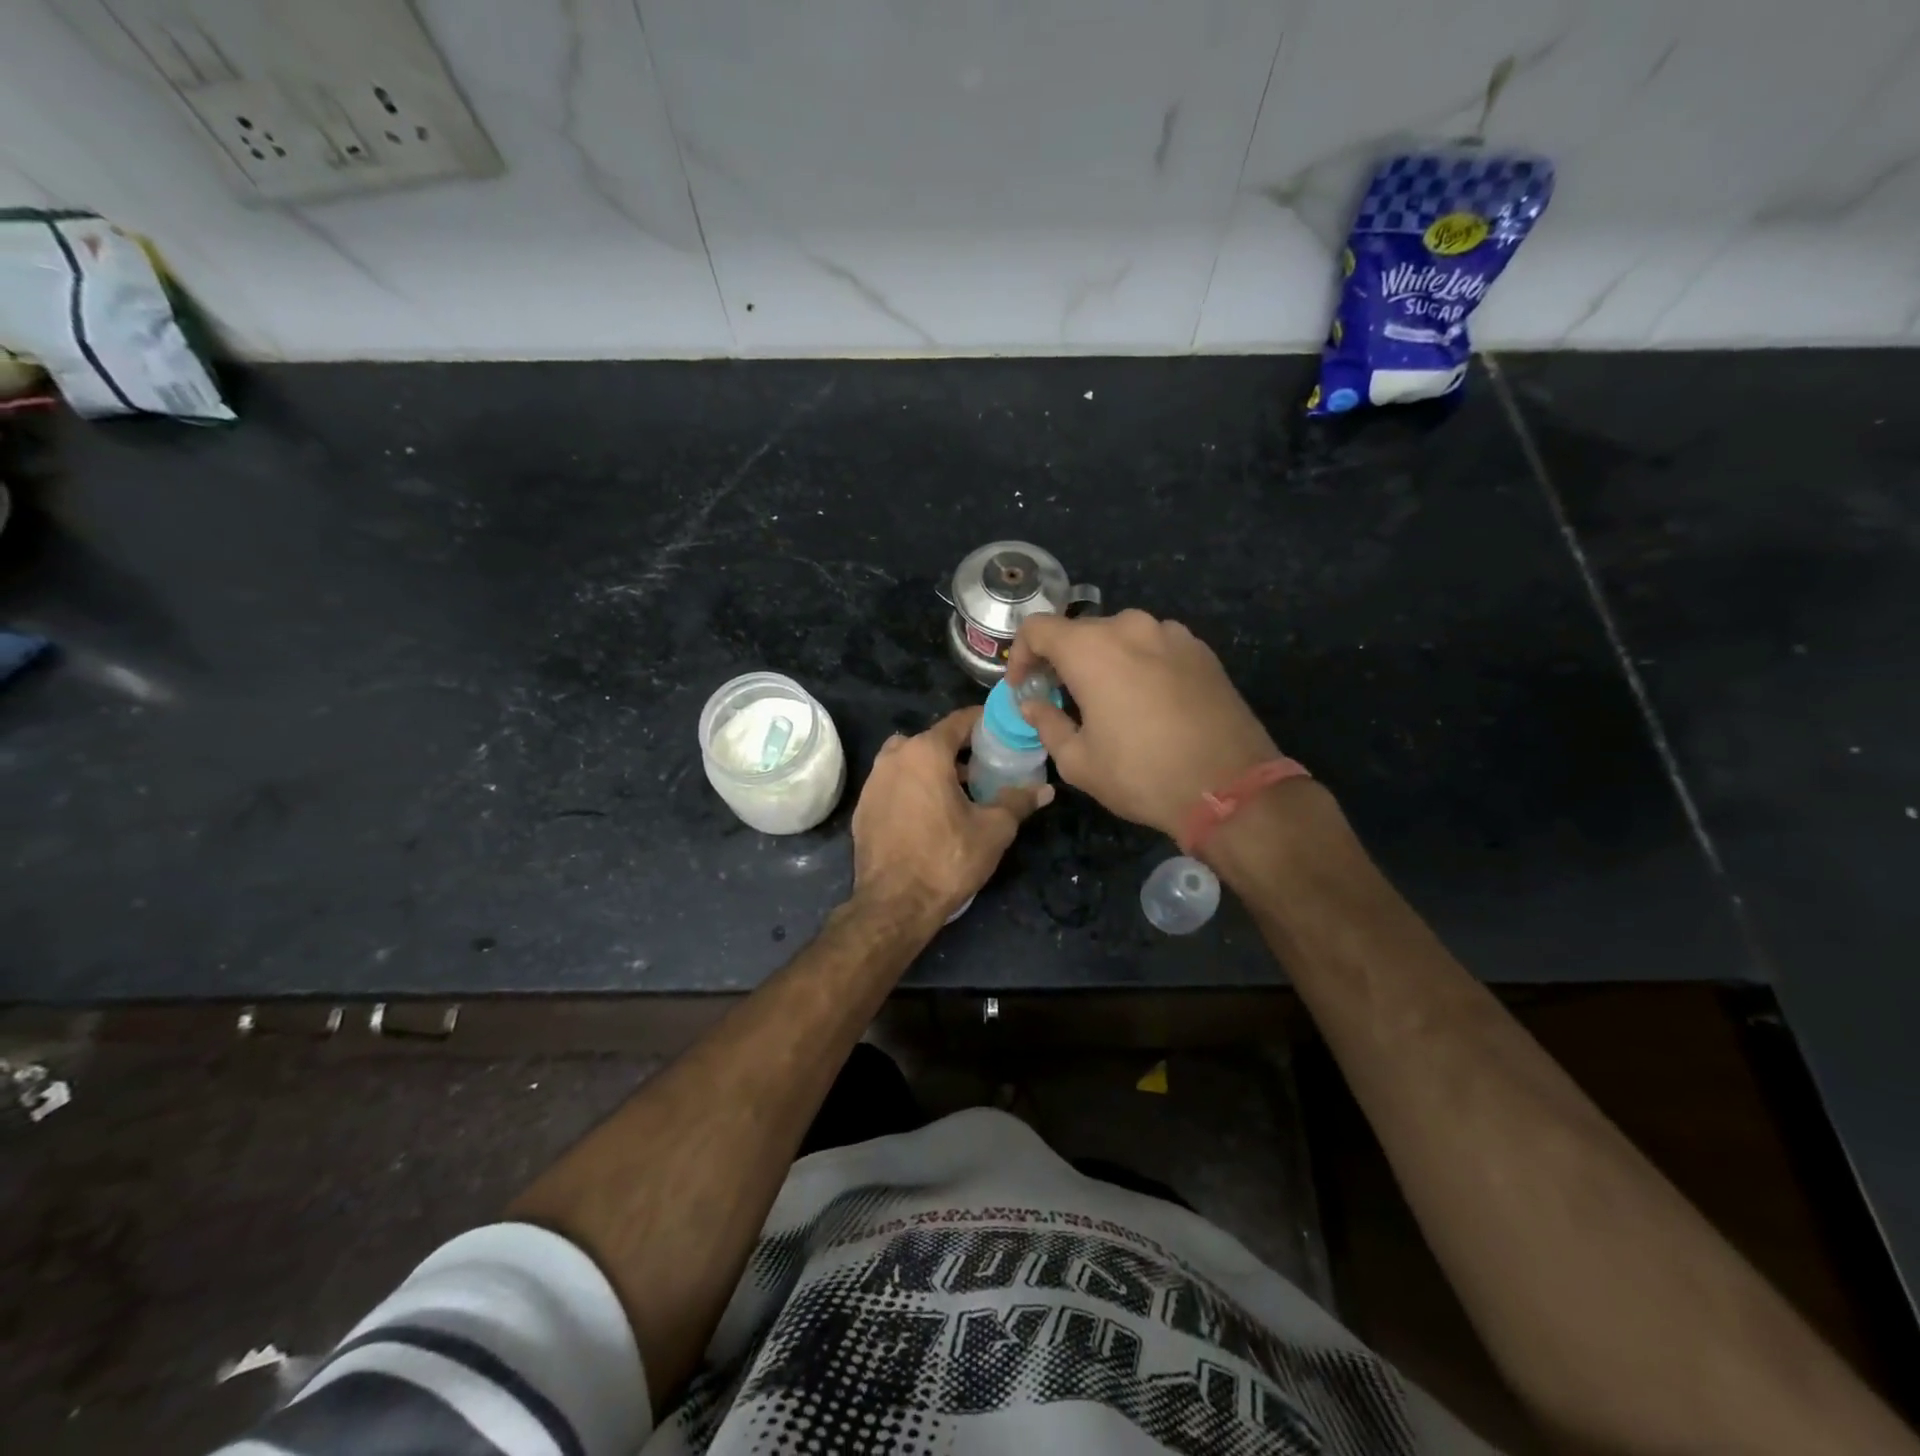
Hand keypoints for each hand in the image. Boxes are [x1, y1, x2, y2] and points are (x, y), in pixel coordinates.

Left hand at [850, 707, 1052, 924]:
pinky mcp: (863, 807)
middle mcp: (894, 757)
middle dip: (959, 749)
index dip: (984, 722)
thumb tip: (1045, 790)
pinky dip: (912, 788)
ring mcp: (873, 782)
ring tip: (958, 790)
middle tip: (985, 765)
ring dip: (933, 768)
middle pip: (932, 740)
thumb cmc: (947, 859)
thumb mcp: (993, 830)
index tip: (1003, 730)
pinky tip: (928, 813)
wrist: (894, 904)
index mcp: (925, 752)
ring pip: (909, 761)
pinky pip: (893, 784)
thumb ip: (1018, 802)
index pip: (959, 721)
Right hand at [1009, 610, 1278, 837]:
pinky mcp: (1202, 650)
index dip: (1020, 655)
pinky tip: (1146, 701)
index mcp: (1091, 649)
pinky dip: (1138, 664)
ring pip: (1120, 637)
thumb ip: (1047, 724)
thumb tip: (1033, 705)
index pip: (1037, 628)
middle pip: (1080, 631)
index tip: (1024, 687)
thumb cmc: (1141, 774)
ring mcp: (1172, 634)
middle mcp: (1131, 627)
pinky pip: (1155, 647)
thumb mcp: (1079, 761)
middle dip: (1061, 660)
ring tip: (1105, 699)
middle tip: (1059, 697)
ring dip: (1102, 661)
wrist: (1230, 786)